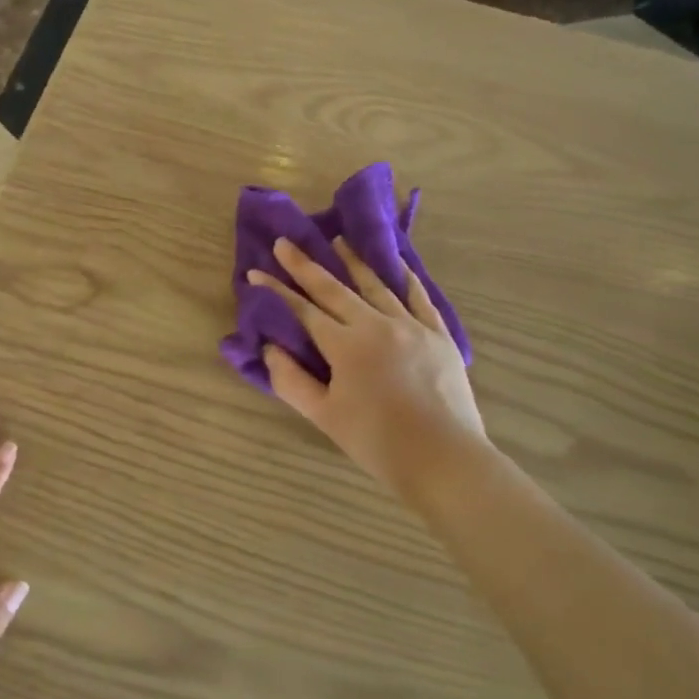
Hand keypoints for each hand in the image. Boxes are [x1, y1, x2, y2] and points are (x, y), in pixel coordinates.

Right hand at [250, 236, 488, 502]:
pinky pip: (420, 297)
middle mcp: (377, 324)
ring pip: (377, 285)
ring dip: (354, 261)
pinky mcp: (439, 335)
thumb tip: (269, 348)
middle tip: (286, 242)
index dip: (276, 291)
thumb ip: (291, 381)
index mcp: (346, 345)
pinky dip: (406, 278)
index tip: (255, 272)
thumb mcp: (324, 416)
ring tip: (338, 239)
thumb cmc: (377, 441)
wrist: (444, 459)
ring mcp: (412, 326)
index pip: (302, 310)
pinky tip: (398, 264)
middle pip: (335, 288)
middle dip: (306, 265)